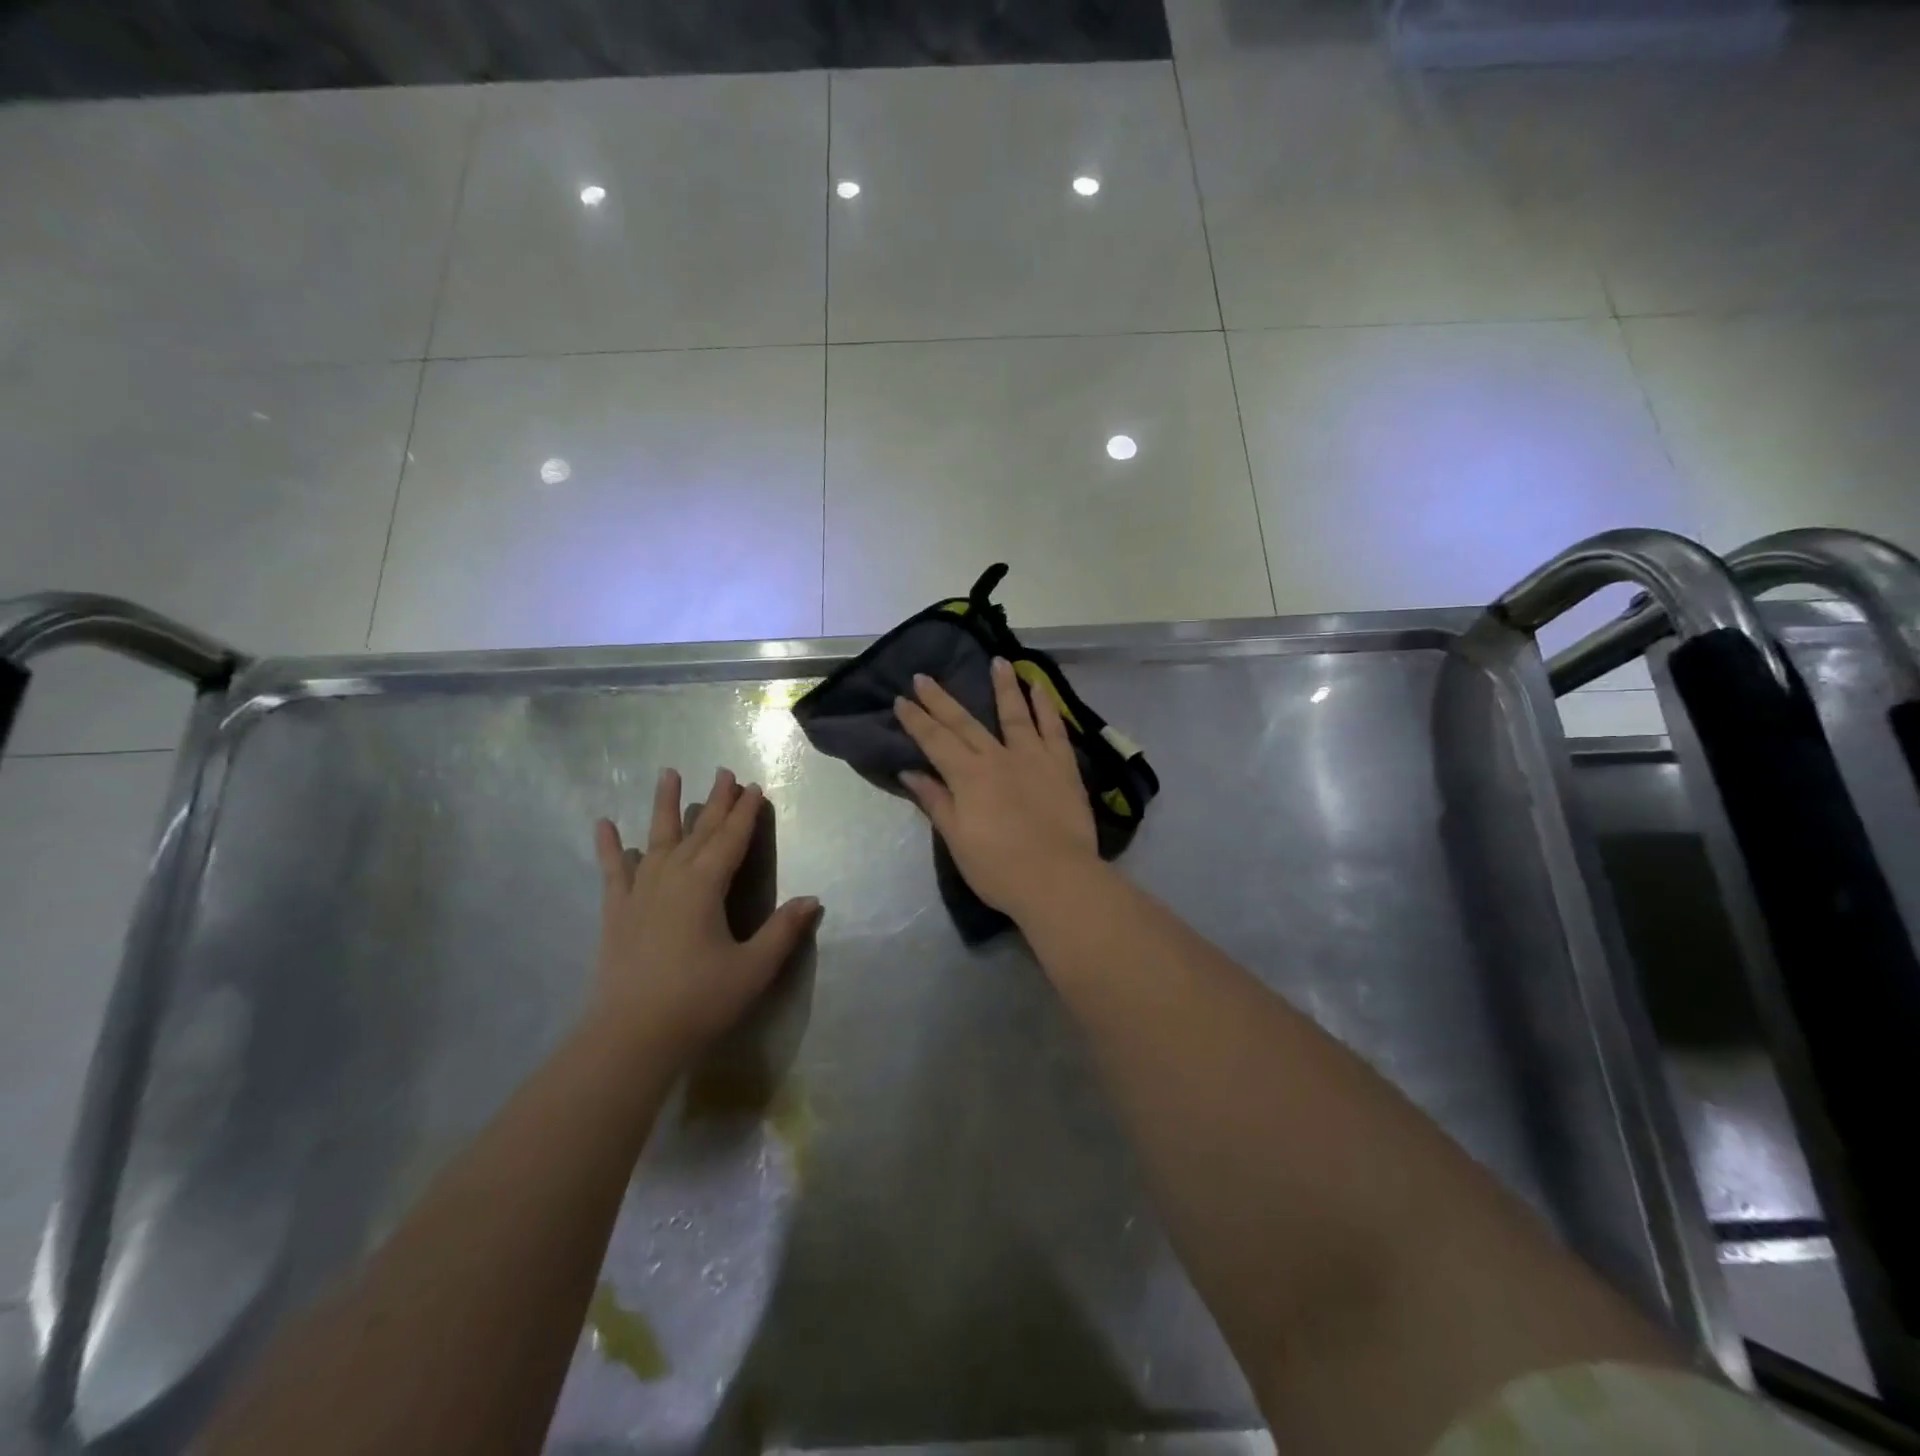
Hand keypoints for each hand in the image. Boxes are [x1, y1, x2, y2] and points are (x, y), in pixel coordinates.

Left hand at [592, 768, 819, 1068]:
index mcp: (705, 886)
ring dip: (665, 806)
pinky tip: (604, 824)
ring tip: (668, 773)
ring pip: (657, 839)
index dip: (745, 813)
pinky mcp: (616, 912)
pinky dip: (610, 846)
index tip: (755, 787)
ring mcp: (639, 892)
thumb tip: (812, 899)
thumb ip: (783, 931)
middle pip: (699, 831)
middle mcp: (671, 878)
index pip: (731, 839)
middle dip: (715, 801)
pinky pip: (613, 870)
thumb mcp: (753, 969)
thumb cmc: (699, 1001)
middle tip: (724, 772)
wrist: (630, 1038)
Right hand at [895, 657, 1100, 920]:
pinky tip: (1039, 687)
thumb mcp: (957, 840)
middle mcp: (997, 757)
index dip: (916, 720)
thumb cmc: (999, 868)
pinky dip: (1045, 706)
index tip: (901, 700)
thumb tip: (910, 773)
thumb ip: (936, 801)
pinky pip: (1053, 728)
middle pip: (964, 722)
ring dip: (1003, 686)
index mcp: (967, 776)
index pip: (935, 741)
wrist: (1057, 879)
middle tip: (924, 677)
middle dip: (941, 699)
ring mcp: (1033, 757)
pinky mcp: (1062, 765)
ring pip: (1014, 713)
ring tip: (997, 661)